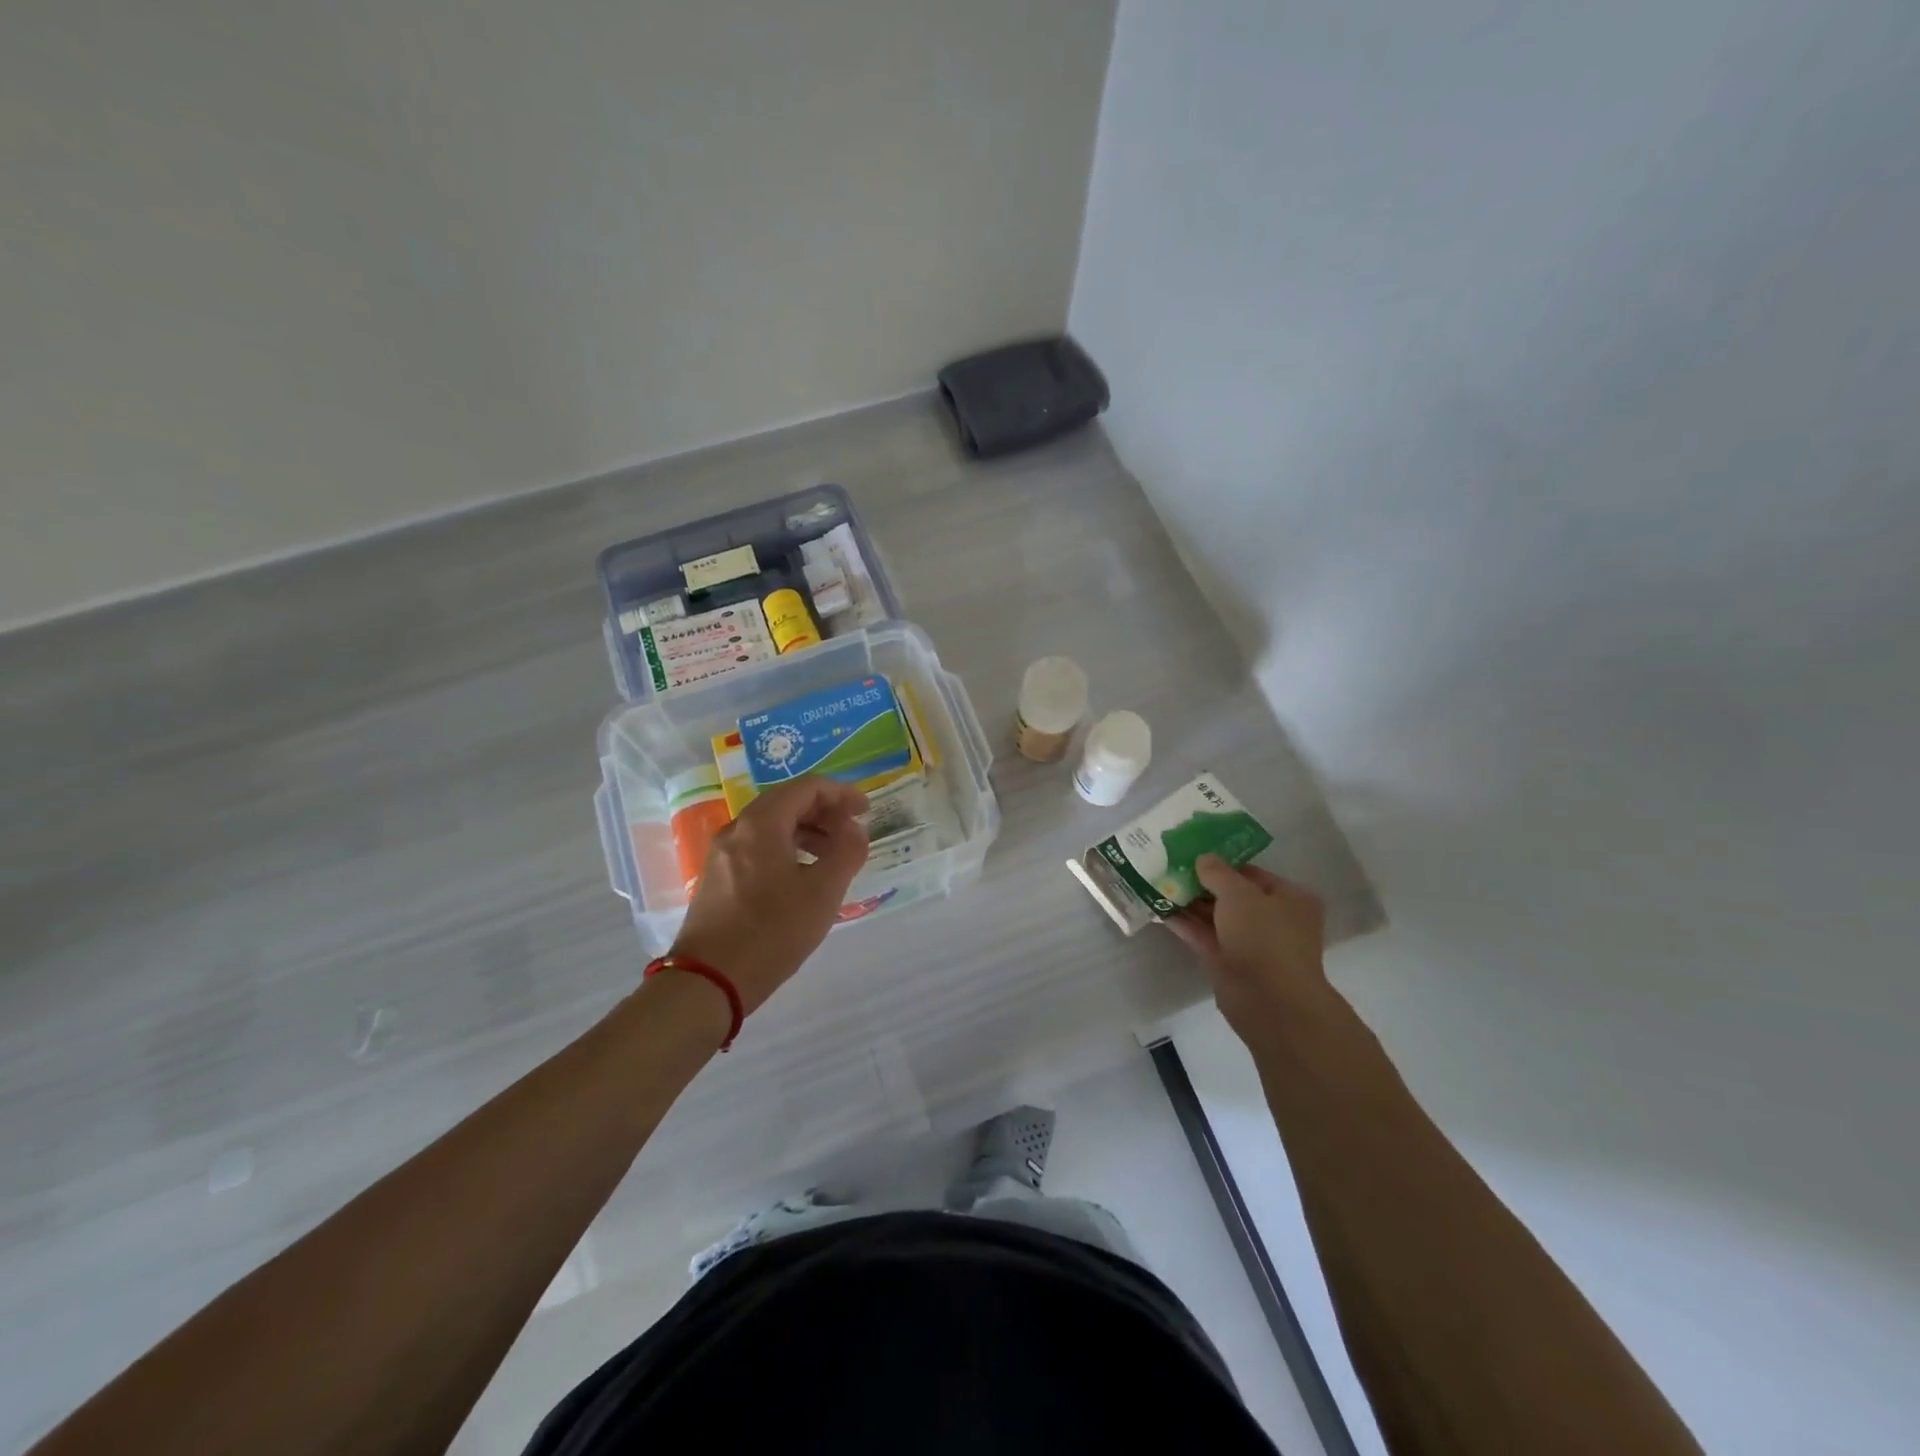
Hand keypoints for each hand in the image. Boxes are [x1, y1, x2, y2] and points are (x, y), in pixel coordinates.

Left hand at [667, 776, 868, 1015]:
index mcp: (762, 824)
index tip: (865, 810)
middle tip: (852, 833)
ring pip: (771, 826)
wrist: (709, 982)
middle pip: (786, 802)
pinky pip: (757, 847)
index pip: (806, 787)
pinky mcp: (717, 877)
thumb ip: (847, 851)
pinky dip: (786, 848)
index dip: (841, 793)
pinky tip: (802, 875)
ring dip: (806, 831)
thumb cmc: (772, 932)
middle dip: (824, 812)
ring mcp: (722, 853)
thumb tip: (854, 829)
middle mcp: (737, 829)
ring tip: (832, 856)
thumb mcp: (823, 892)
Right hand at [1167, 856, 1331, 1038]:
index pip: (1252, 873)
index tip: (1193, 853)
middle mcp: (1273, 920)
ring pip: (1215, 917)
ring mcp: (1250, 944)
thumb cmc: (1264, 937)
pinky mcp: (1228, 963)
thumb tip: (1203, 859)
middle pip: (1232, 895)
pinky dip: (1184, 924)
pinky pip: (1204, 936)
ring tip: (1158, 882)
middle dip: (1202, 883)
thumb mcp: (1239, 893)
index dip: (1223, 863)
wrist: (1269, 1001)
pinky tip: (1159, 908)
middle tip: (1170, 865)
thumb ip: (1217, 872)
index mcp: (1290, 899)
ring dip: (1189, 902)